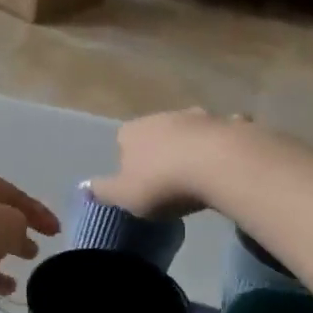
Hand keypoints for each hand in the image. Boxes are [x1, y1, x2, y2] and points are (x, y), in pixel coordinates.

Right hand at [89, 108, 243, 218]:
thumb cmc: (163, 183)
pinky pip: (222, 133)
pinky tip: (227, 161)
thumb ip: (103, 191)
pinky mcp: (229, 123)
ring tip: (197, 172)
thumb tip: (84, 187)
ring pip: (189, 130)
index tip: (137, 183)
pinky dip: (222, 143)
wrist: (219, 165)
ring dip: (190, 145)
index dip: (128, 161)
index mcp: (132, 132)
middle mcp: (162, 116)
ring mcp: (198, 116)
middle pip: (156, 133)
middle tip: (167, 180)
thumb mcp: (124, 196)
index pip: (122, 141)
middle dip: (160, 150)